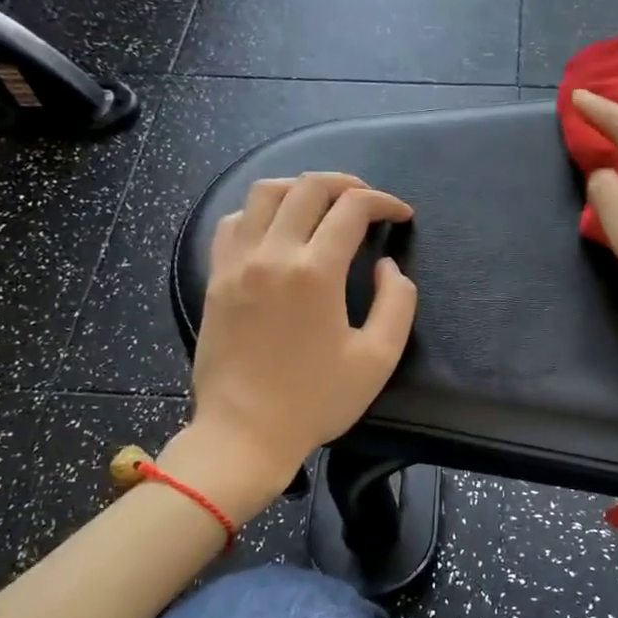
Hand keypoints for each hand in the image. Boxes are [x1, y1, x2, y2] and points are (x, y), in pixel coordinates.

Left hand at [177, 172, 417, 514]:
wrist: (244, 433)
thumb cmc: (316, 401)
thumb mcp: (377, 358)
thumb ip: (396, 303)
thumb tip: (387, 266)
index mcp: (315, 272)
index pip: (352, 209)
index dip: (383, 202)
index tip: (400, 214)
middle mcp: (272, 254)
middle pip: (308, 188)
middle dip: (346, 184)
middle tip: (368, 200)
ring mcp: (237, 263)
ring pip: (264, 193)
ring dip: (300, 187)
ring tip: (322, 203)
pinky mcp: (216, 278)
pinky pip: (233, 222)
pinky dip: (258, 211)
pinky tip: (275, 228)